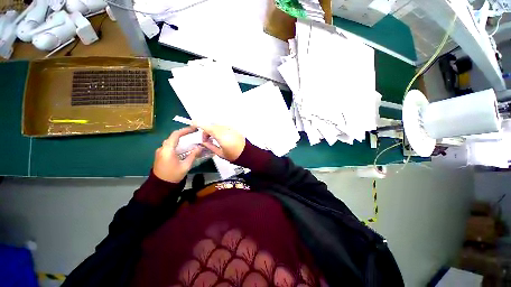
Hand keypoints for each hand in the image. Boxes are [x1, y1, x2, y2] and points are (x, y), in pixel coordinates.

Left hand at [153, 127, 202, 182]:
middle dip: (184, 133)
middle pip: (173, 137)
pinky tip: (184, 147)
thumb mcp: (186, 166)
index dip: (185, 130)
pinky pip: (170, 146)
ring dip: (181, 139)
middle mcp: (162, 148)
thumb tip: (200, 147)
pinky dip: (177, 144)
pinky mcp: (161, 155)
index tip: (194, 128)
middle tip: (194, 133)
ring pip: (171, 141)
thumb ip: (193, 155)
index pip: (176, 135)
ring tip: (191, 139)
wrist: (160, 185)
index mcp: (167, 150)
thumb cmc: (173, 175)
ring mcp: (160, 151)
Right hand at [198, 124, 245, 161]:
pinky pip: (224, 127)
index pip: (207, 127)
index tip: (193, 125)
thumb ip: (210, 146)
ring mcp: (231, 128)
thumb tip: (204, 142)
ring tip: (214, 140)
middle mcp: (225, 129)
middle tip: (207, 141)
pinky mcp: (234, 129)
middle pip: (212, 126)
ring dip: (213, 130)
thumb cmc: (234, 156)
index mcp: (221, 136)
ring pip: (218, 126)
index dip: (199, 124)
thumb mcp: (220, 153)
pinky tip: (221, 138)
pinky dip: (219, 130)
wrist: (248, 154)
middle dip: (207, 131)